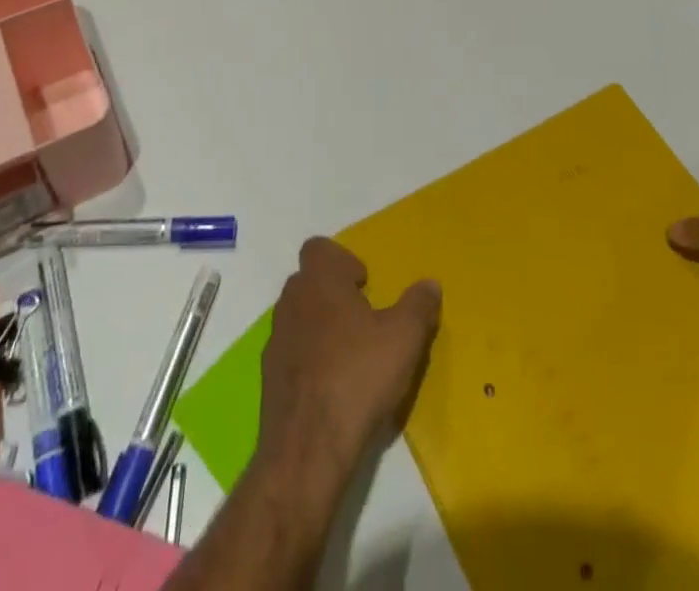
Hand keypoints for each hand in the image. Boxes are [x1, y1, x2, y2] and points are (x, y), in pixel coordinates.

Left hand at [258, 239, 440, 476]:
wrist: (308, 450)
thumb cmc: (358, 377)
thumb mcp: (405, 339)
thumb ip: (418, 305)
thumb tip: (429, 284)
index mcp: (319, 281)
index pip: (319, 248)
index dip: (342, 260)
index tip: (365, 286)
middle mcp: (291, 302)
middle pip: (309, 282)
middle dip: (334, 294)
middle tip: (364, 320)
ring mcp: (276, 341)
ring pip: (300, 318)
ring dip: (321, 327)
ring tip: (352, 356)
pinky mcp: (269, 379)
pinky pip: (292, 355)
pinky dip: (310, 361)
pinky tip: (333, 388)